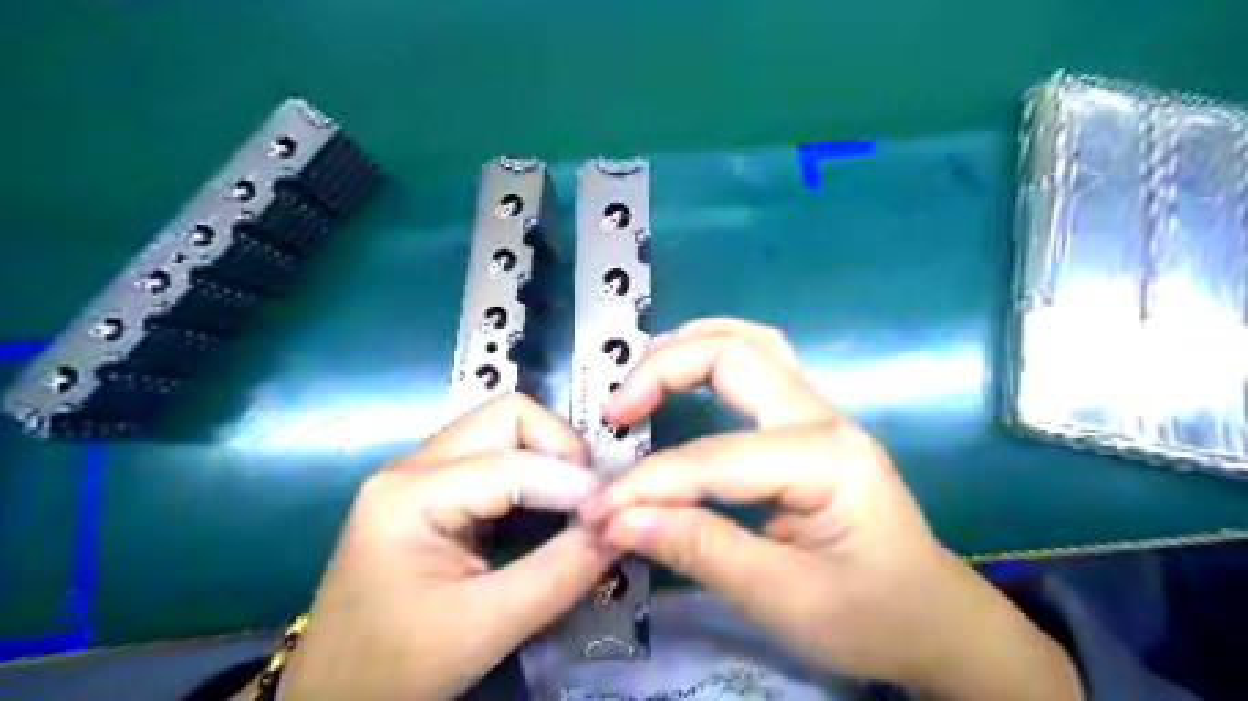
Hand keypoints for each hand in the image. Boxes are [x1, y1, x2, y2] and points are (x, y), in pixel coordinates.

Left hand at [271, 394, 613, 700]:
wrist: (328, 698)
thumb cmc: (395, 667)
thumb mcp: (485, 627)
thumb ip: (560, 572)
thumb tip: (620, 528)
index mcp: (411, 494)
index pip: (514, 461)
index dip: (572, 482)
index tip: (611, 515)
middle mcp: (411, 465)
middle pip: (507, 417)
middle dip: (560, 448)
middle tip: (588, 498)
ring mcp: (416, 472)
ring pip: (502, 429)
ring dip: (547, 456)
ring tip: (574, 502)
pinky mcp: (427, 488)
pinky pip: (492, 455)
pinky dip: (530, 471)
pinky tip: (545, 507)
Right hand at [581, 318, 1077, 700]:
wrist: (937, 618)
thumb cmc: (871, 616)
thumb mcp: (782, 599)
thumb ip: (698, 549)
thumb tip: (617, 520)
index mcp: (825, 460)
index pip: (713, 459)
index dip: (647, 484)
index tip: (598, 512)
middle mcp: (823, 417)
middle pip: (736, 354)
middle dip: (664, 371)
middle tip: (616, 412)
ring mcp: (820, 413)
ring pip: (751, 343)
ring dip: (690, 346)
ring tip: (640, 374)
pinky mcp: (810, 422)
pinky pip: (758, 365)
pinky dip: (711, 358)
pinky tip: (684, 376)